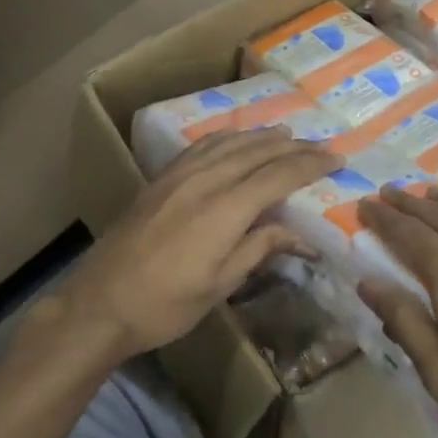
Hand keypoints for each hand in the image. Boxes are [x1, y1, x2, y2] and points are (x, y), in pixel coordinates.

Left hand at [55, 129, 341, 365]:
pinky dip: (227, 137)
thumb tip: (299, 235)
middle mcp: (205, 181)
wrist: (99, 303)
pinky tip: (234, 138)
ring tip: (285, 133)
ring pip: (229, 143)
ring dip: (261, 136)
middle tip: (321, 145)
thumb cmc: (165, 304)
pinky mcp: (160, 179)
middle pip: (257, 152)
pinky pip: (202, 146)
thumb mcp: (220, 285)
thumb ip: (259, 249)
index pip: (279, 175)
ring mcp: (179, 176)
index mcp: (225, 209)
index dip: (311, 165)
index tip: (337, 159)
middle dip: (293, 147)